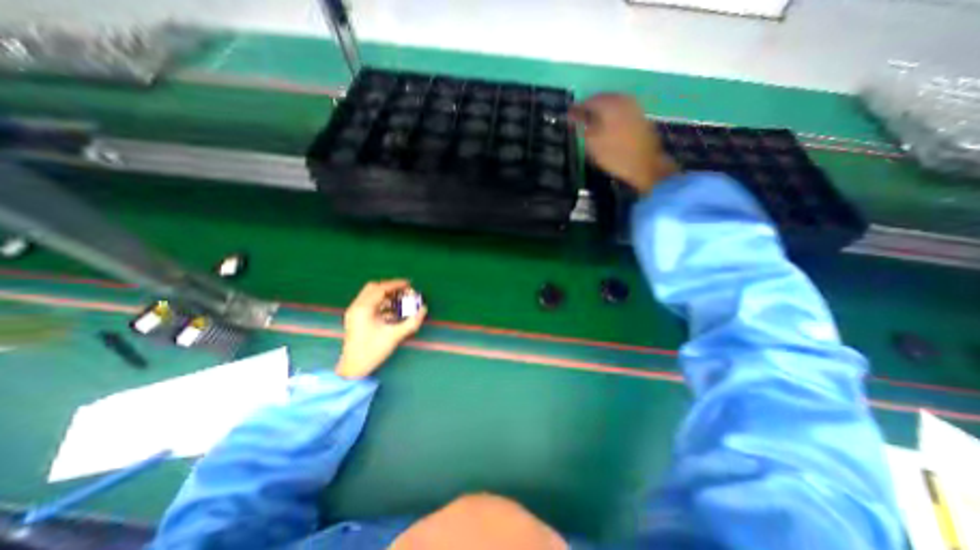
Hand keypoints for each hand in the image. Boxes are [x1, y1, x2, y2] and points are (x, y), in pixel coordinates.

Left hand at [336, 279, 426, 377]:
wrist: (353, 368)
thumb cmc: (372, 351)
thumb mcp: (395, 336)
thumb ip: (411, 322)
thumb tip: (424, 309)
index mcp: (364, 308)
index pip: (380, 289)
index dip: (396, 284)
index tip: (409, 284)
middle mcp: (357, 306)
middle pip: (373, 288)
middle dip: (390, 287)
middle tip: (404, 291)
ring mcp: (354, 312)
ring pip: (370, 294)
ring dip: (385, 294)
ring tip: (400, 299)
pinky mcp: (355, 318)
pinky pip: (369, 302)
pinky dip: (381, 302)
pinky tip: (392, 309)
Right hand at [571, 95, 678, 194]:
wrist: (644, 164)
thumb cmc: (614, 155)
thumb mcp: (592, 144)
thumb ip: (583, 127)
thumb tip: (575, 118)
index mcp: (609, 104)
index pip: (588, 101)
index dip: (576, 109)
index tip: (568, 116)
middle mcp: (622, 99)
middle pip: (601, 99)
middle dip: (589, 108)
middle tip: (578, 118)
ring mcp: (633, 106)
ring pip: (612, 104)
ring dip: (600, 112)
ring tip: (591, 124)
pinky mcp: (639, 116)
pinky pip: (620, 110)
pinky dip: (610, 116)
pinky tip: (605, 126)